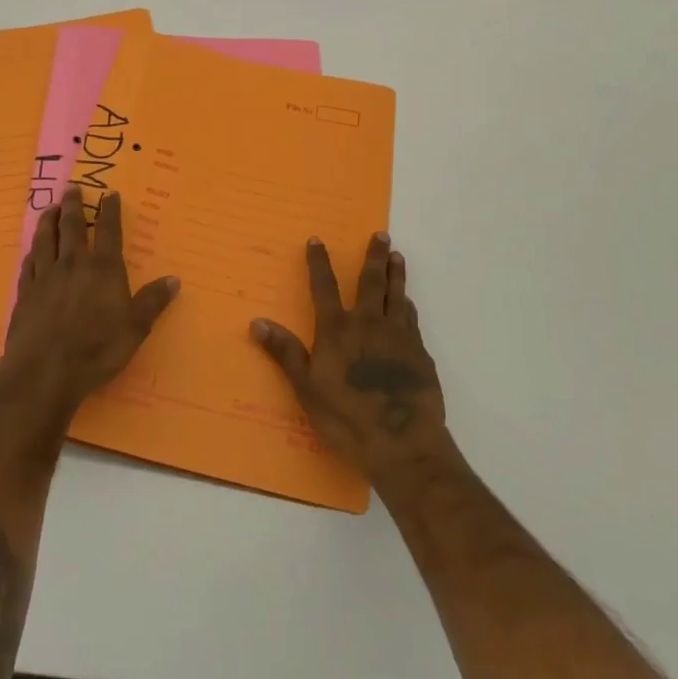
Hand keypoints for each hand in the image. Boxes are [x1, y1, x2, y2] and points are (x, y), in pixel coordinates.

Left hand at [0, 186, 179, 421]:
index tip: (110, 194)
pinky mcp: (25, 294)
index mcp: (103, 269)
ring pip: (46, 239)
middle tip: (72, 188)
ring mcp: (45, 277)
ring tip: (51, 208)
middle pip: (73, 227)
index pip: (109, 230)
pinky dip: (32, 252)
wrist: (44, 372)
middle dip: (74, 205)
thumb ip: (153, 302)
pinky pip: (29, 264)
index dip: (110, 210)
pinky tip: (31, 250)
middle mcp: (73, 264)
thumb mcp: (135, 329)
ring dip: (49, 221)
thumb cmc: (96, 350)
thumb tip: (174, 279)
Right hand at [251, 234, 451, 486]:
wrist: (403, 443)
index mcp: (337, 330)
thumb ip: (286, 353)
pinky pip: (412, 320)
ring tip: (397, 256)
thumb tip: (257, 321)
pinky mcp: (419, 354)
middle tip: (380, 235)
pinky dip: (408, 306)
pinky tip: (409, 303)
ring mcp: (398, 337)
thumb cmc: (347, 419)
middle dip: (373, 257)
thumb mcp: (307, 389)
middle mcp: (368, 324)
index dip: (319, 263)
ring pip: (396, 295)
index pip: (324, 287)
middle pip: (371, 282)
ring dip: (396, 274)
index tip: (317, 240)